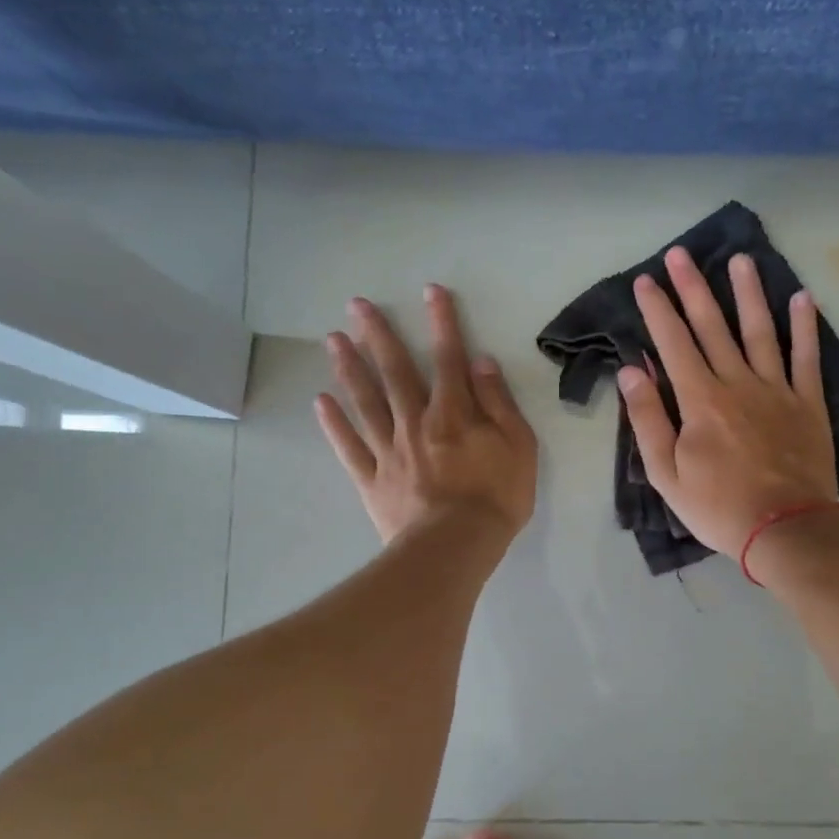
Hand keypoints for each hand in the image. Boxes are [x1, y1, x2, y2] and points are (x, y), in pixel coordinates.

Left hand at [315, 286, 537, 544]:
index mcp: (453, 413)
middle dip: (377, 335)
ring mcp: (389, 450)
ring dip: (349, 368)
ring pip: (365, 401)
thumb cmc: (496, 497)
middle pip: (395, 371)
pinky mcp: (372, 479)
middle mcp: (416, 422)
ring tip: (332, 339)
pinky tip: (321, 401)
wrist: (456, 546)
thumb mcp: (518, 446)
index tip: (430, 291)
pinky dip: (334, 424)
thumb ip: (499, 403)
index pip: (448, 358)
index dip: (441, 322)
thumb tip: (481, 362)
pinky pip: (349, 447)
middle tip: (356, 305)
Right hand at [617, 247, 836, 555]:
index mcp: (700, 400)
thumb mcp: (666, 473)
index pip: (673, 343)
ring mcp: (777, 390)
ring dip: (748, 293)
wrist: (786, 529)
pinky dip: (805, 327)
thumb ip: (649, 419)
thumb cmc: (718, 506)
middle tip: (681, 254)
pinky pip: (807, 358)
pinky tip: (802, 298)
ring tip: (741, 259)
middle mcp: (737, 383)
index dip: (658, 310)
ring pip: (760, 331)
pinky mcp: (808, 403)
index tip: (647, 280)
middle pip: (712, 327)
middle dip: (693, 288)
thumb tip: (631, 371)